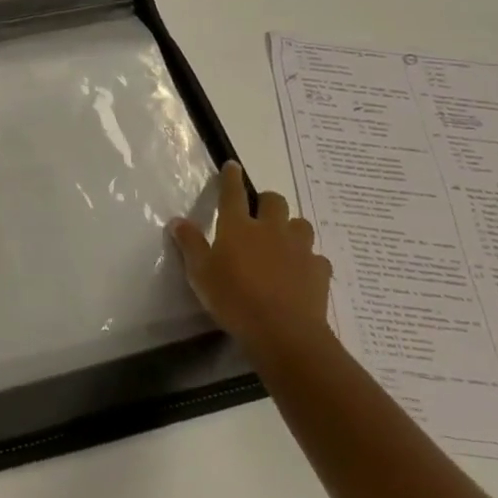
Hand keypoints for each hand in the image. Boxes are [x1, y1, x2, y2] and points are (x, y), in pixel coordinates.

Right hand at [168, 163, 332, 350]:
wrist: (284, 332)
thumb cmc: (234, 299)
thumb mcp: (200, 273)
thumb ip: (190, 244)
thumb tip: (178, 220)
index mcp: (238, 227)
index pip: (233, 193)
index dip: (231, 178)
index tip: (232, 166)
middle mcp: (270, 230)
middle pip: (274, 201)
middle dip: (266, 201)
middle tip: (258, 213)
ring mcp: (299, 249)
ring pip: (300, 224)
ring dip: (290, 227)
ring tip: (281, 241)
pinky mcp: (319, 271)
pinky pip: (316, 257)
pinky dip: (307, 260)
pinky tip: (300, 272)